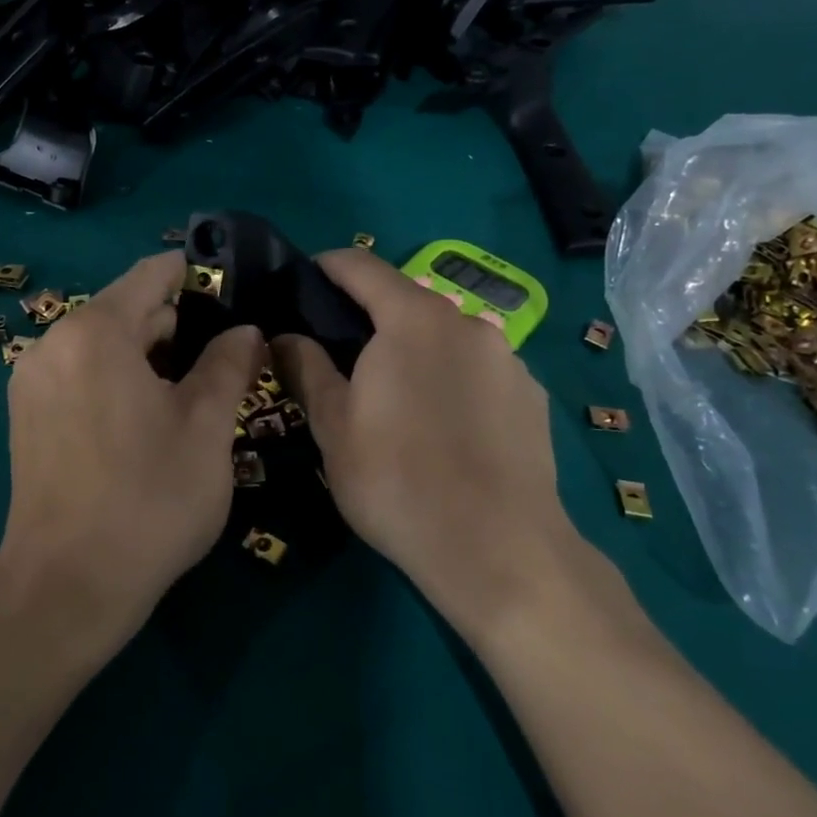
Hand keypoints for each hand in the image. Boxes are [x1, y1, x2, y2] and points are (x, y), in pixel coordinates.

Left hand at [0, 252, 265, 649]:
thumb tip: (247, 330)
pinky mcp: (26, 414)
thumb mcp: (207, 428)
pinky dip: (116, 378)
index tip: (235, 294)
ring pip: (104, 344)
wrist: (66, 586)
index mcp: (95, 331)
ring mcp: (33, 379)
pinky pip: (81, 373)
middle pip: (127, 310)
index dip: (197, 277)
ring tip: (193, 392)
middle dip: (177, 326)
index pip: (152, 275)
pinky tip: (147, 419)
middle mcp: (54, 342)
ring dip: (148, 356)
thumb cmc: (148, 500)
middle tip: (225, 359)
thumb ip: (228, 365)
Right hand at [274, 250, 585, 637]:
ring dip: (413, 350)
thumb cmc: (398, 480)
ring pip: (444, 337)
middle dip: (369, 317)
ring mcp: (508, 359)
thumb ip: (306, 368)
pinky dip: (451, 379)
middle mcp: (467, 323)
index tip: (301, 282)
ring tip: (393, 399)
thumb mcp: (333, 426)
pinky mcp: (532, 396)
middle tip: (339, 356)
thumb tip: (284, 336)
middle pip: (406, 301)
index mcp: (414, 319)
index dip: (325, 266)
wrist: (499, 551)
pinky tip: (443, 428)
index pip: (361, 266)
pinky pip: (478, 370)